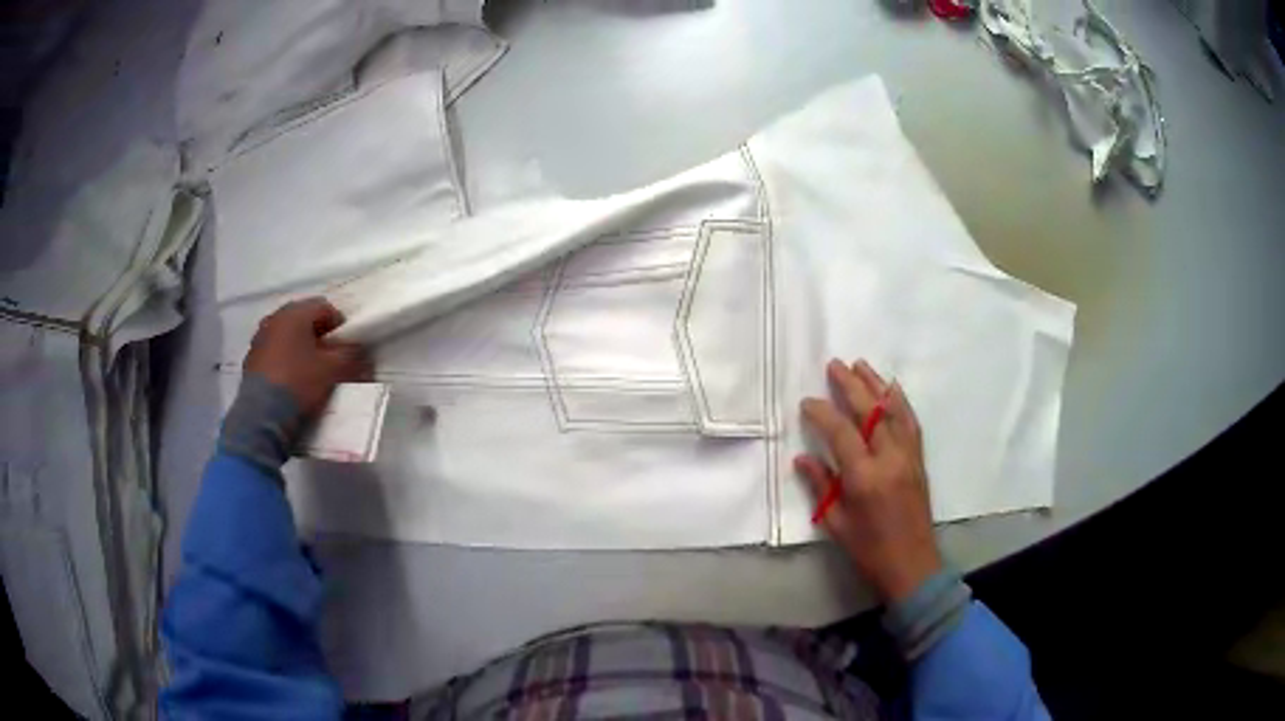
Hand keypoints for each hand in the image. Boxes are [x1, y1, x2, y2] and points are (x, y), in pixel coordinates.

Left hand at [244, 298, 372, 418]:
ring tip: (311, 371)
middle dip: (320, 336)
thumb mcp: (333, 369)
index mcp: (294, 312)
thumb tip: (359, 350)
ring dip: (302, 348)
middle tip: (331, 359)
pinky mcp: (251, 359)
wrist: (261, 414)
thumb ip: (351, 354)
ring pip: (289, 336)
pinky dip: (286, 360)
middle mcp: (275, 317)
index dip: (340, 326)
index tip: (347, 347)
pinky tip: (292, 380)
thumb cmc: (298, 381)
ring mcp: (260, 338)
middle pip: (305, 320)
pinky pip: (275, 351)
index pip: (325, 308)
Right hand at [795, 359, 941, 602]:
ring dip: (876, 385)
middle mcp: (889, 459)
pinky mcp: (919, 460)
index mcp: (865, 477)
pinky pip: (911, 423)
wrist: (912, 564)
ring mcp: (908, 456)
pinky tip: (893, 389)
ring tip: (861, 365)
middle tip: (835, 365)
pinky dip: (900, 402)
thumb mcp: (836, 523)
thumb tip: (802, 457)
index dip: (823, 412)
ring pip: (893, 411)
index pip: (842, 432)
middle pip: (870, 412)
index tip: (807, 401)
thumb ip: (821, 486)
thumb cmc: (869, 549)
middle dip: (851, 386)